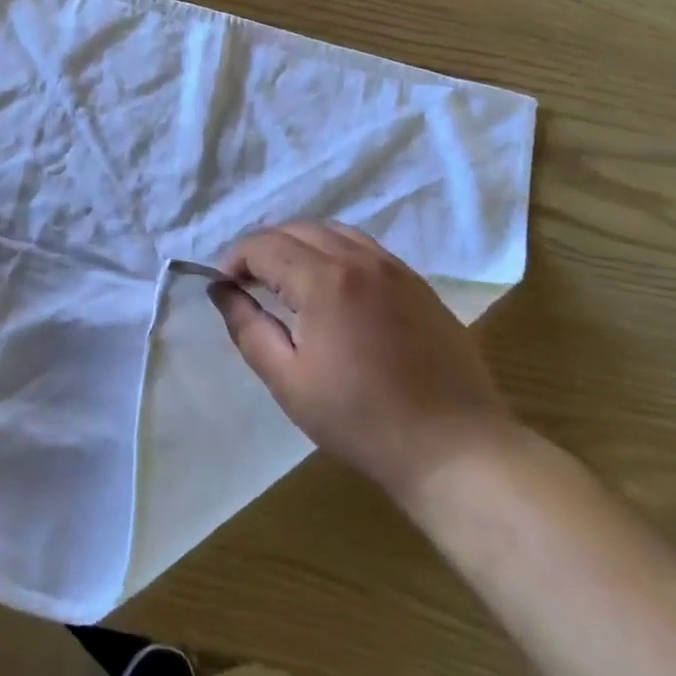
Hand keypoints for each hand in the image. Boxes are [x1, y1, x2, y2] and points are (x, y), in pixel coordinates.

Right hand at [211, 221, 522, 508]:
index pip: (264, 245)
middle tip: (247, 282)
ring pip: (332, 231)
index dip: (234, 259)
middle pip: (296, 229)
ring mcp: (394, 268)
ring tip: (285, 279)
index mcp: (324, 280)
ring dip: (298, 244)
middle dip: (262, 248)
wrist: (453, 447)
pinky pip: (364, 247)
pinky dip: (333, 251)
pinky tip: (330, 286)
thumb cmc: (360, 420)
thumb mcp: (288, 381)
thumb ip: (247, 328)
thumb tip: (221, 291)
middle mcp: (359, 259)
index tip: (223, 286)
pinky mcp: (417, 283)